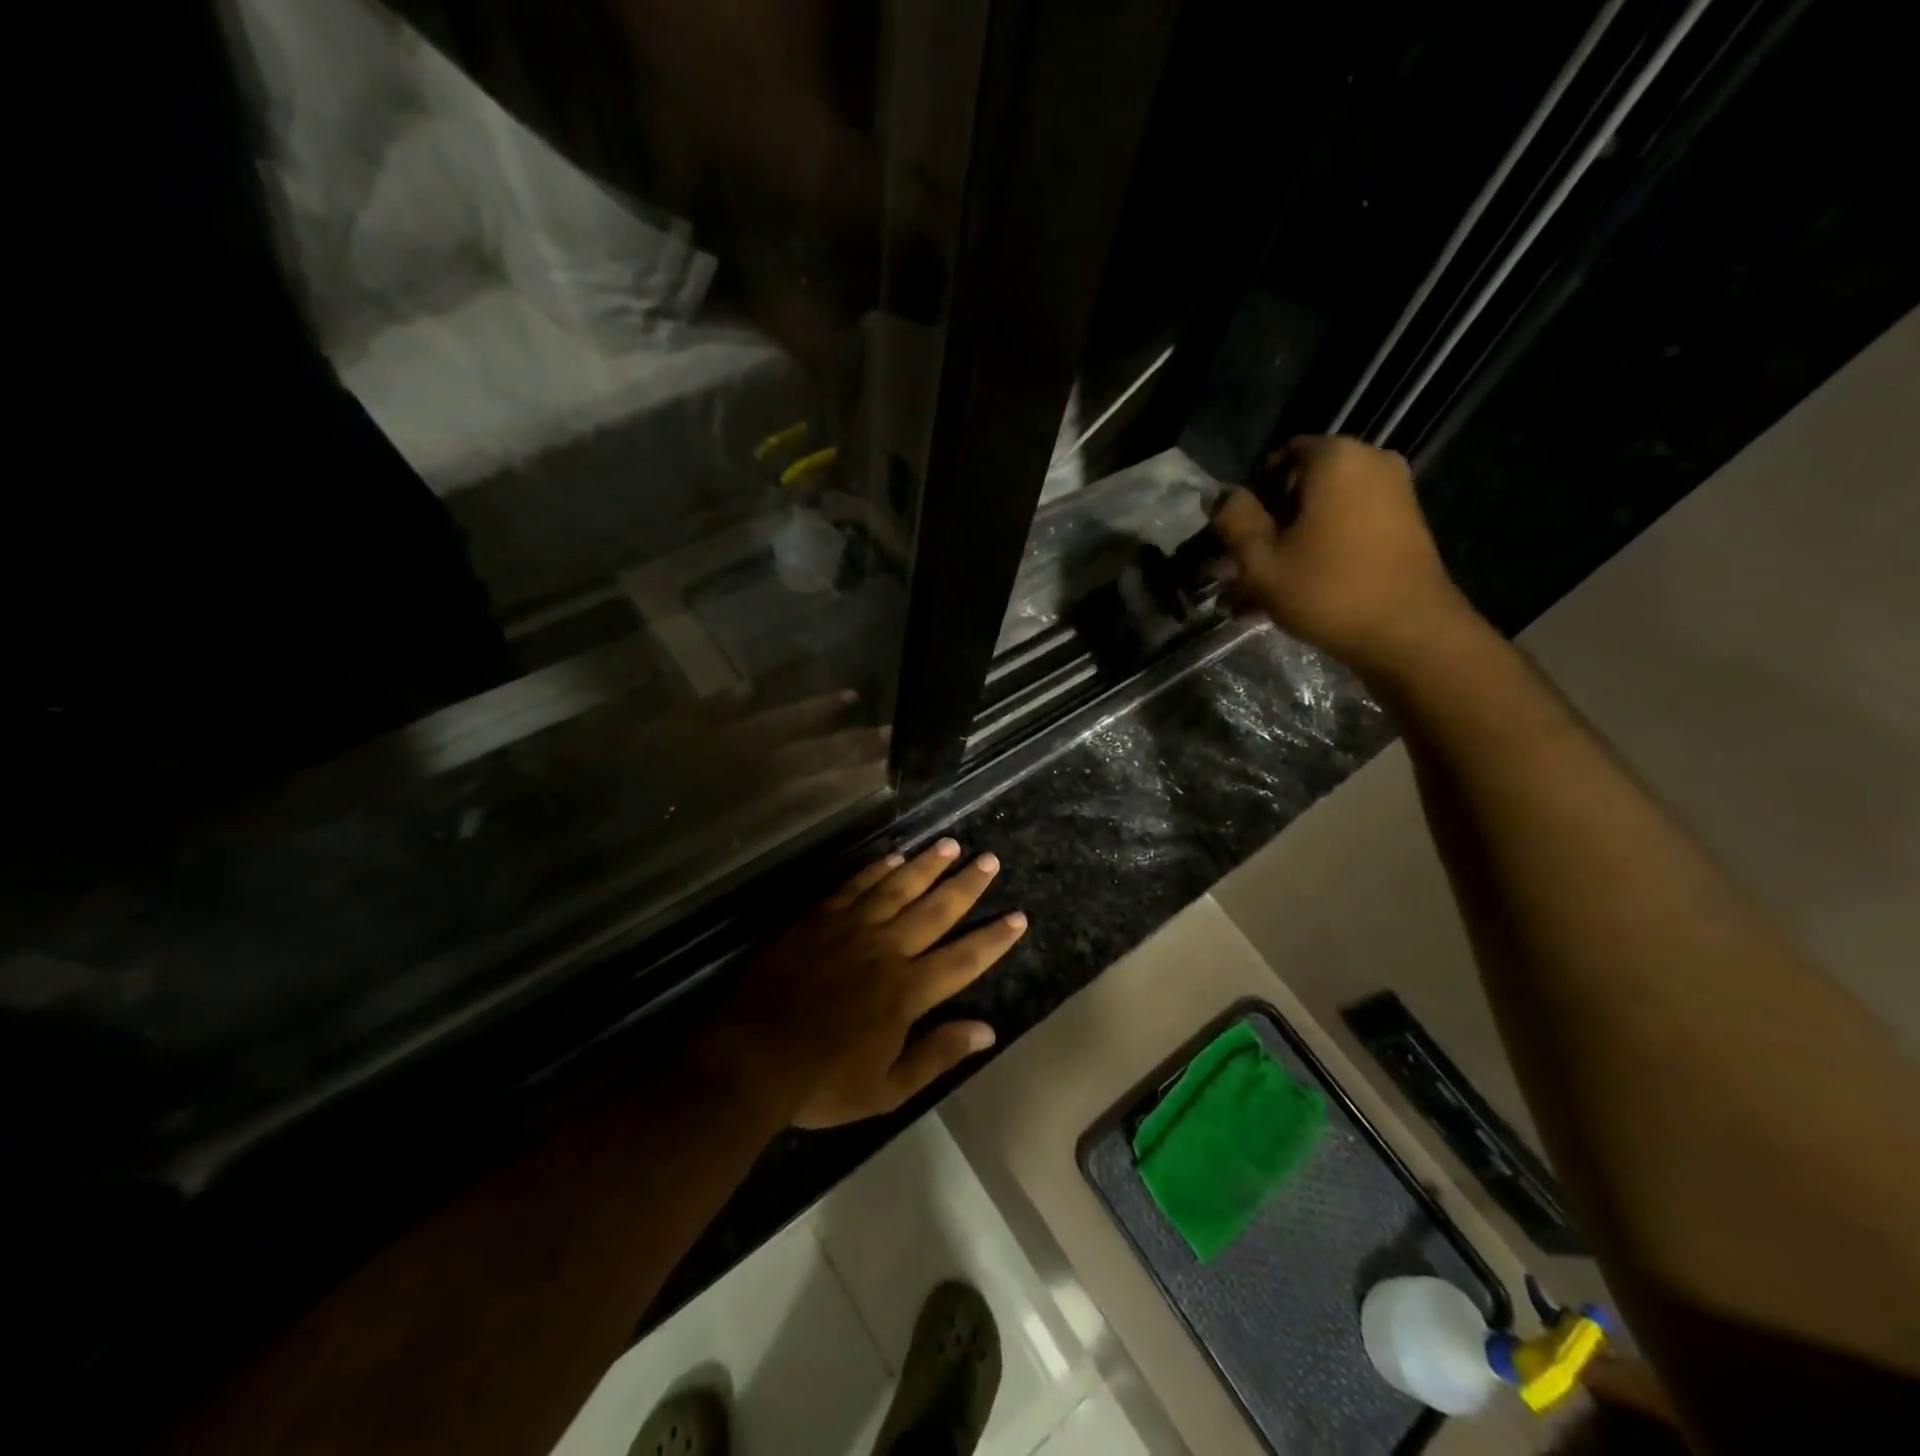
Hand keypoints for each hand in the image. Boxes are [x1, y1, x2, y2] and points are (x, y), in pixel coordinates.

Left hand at [716, 839, 1026, 1127]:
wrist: (750, 1058)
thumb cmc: (822, 1081)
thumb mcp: (886, 1090)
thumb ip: (937, 1055)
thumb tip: (987, 1031)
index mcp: (906, 991)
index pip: (963, 959)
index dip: (993, 939)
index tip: (1018, 917)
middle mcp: (886, 949)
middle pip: (935, 910)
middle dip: (966, 885)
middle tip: (988, 860)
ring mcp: (850, 929)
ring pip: (898, 888)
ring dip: (927, 865)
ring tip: (951, 845)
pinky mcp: (818, 919)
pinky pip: (855, 886)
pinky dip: (877, 870)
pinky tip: (893, 857)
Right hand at [1212, 435, 1475, 679]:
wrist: (1409, 633)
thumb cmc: (1326, 589)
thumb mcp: (1260, 559)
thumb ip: (1233, 520)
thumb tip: (1218, 494)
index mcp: (1335, 458)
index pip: (1278, 459)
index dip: (1249, 498)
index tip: (1234, 538)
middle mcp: (1369, 464)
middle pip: (1298, 492)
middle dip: (1264, 533)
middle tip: (1234, 576)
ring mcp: (1391, 497)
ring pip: (1318, 519)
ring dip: (1284, 553)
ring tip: (1252, 600)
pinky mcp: (1401, 530)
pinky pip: (1343, 534)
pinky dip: (1315, 558)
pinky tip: (1287, 599)